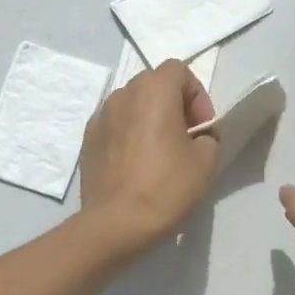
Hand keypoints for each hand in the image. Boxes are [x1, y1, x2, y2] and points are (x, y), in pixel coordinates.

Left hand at [80, 60, 218, 252]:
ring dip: (149, 117)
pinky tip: (136, 164)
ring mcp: (100, 116)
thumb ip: (207, 137)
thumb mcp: (206, 161)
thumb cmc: (166, 187)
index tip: (202, 127)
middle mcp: (123, 94)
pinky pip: (115, 125)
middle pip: (153, 83)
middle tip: (185, 136)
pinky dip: (128, 134)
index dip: (197, 94)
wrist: (116, 224)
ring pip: (132, 104)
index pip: (179, 70)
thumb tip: (196, 137)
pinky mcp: (88, 140)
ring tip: (159, 151)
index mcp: (153, 90)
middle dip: (173, 103)